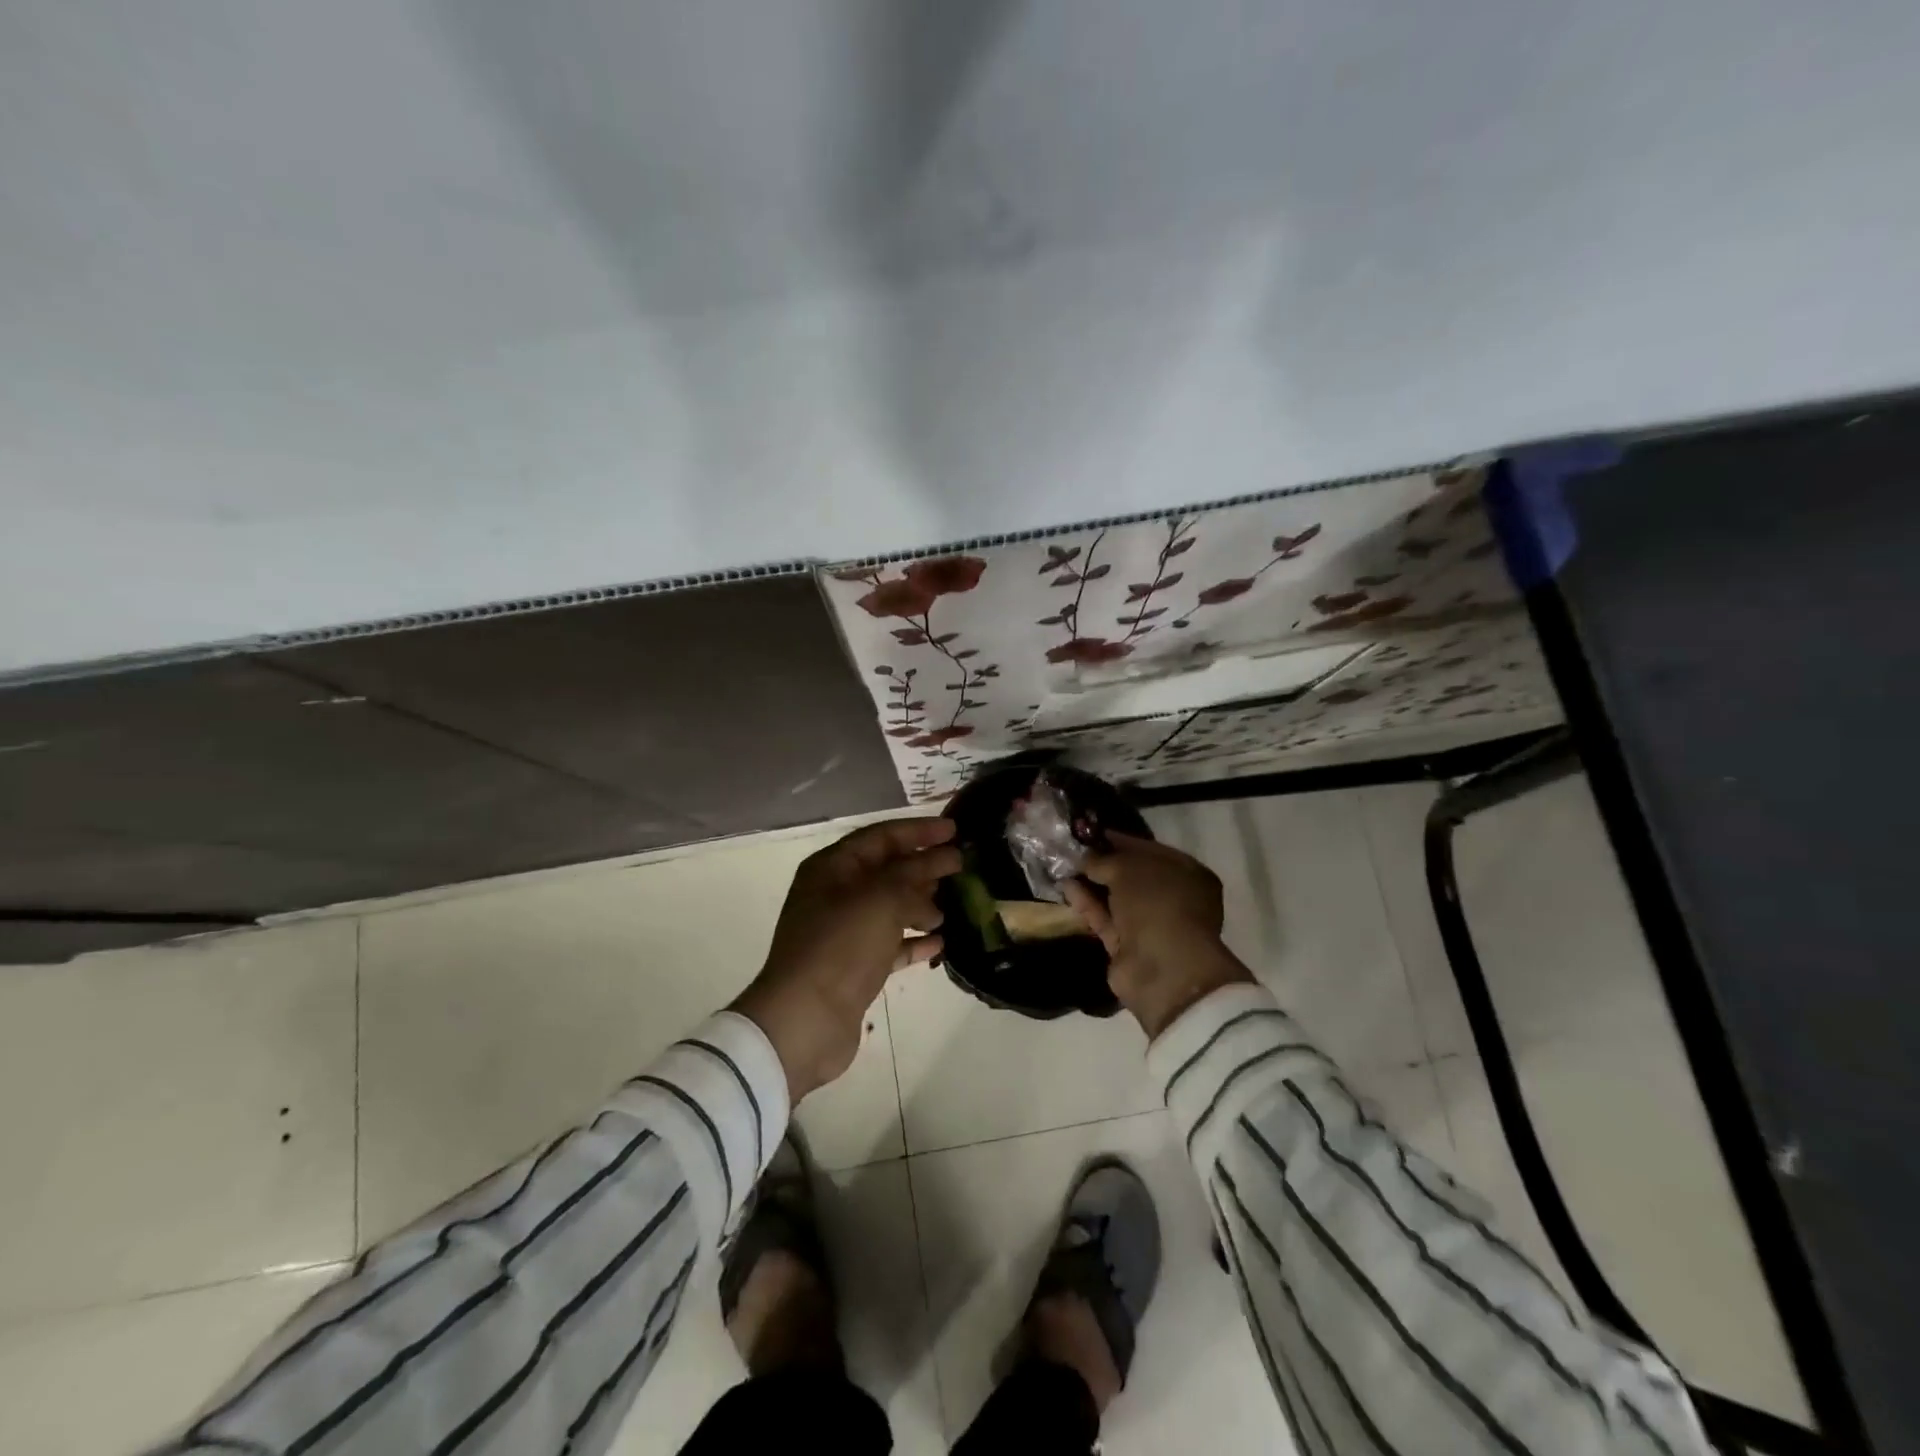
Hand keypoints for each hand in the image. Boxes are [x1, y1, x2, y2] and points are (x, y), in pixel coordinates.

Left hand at [733, 817, 959, 1100]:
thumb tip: (941, 861)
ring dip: (922, 902)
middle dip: (923, 865)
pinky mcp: (855, 966)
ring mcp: (844, 932)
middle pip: (887, 870)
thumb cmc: (841, 946)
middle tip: (962, 865)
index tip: (954, 830)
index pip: (881, 836)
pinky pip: (891, 943)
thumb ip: (914, 873)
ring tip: (955, 903)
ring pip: (891, 906)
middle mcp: (835, 894)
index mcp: (832, 868)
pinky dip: (915, 940)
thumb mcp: (881, 898)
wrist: (806, 1020)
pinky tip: (941, 941)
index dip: (918, 830)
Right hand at [1064, 832, 1254, 1038]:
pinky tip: (1066, 887)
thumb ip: (1104, 860)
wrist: (1162, 968)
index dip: (1120, 841)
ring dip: (1092, 883)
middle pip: (1133, 876)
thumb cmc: (1157, 903)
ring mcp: (1151, 925)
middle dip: (1103, 864)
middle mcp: (1173, 898)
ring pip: (1117, 899)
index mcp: (1187, 874)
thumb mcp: (1128, 868)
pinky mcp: (1129, 947)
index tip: (1090, 834)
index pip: (1150, 851)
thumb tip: (1085, 858)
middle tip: (1072, 849)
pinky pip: (1106, 919)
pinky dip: (1087, 904)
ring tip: (1062, 865)